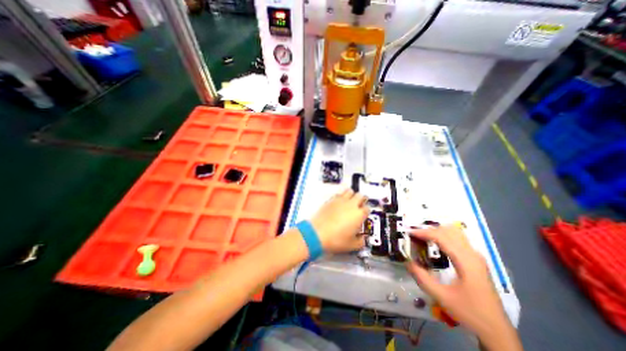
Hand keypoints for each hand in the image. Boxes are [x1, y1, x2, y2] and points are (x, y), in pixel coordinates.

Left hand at [309, 191, 370, 253]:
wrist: (317, 233)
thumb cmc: (336, 239)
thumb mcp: (352, 245)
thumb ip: (360, 242)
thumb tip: (362, 239)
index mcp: (359, 215)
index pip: (367, 208)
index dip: (366, 211)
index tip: (363, 215)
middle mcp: (351, 205)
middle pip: (360, 195)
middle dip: (361, 199)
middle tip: (358, 205)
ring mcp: (340, 200)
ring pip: (350, 191)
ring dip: (351, 195)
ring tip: (349, 201)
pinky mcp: (331, 199)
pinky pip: (339, 193)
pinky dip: (341, 196)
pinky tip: (339, 202)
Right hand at [403, 226, 521, 349]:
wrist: (497, 330)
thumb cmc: (469, 312)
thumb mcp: (441, 296)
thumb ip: (421, 277)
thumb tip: (407, 261)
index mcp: (466, 261)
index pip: (441, 237)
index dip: (423, 232)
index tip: (409, 234)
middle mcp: (472, 254)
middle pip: (448, 231)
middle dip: (429, 230)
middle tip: (415, 237)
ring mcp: (476, 256)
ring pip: (455, 233)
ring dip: (437, 232)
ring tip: (423, 239)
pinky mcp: (476, 260)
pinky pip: (458, 239)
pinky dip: (444, 236)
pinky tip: (436, 245)